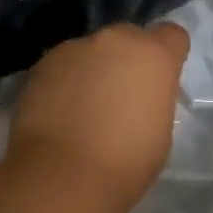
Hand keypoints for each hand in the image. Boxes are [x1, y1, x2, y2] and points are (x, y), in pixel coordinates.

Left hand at [7, 22, 189, 212]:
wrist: (62, 176)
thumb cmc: (125, 162)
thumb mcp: (161, 132)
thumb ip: (153, 100)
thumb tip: (138, 97)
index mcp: (152, 55)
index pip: (172, 36)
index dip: (168, 56)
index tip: (160, 81)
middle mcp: (113, 41)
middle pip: (127, 39)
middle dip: (127, 61)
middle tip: (121, 97)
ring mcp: (72, 49)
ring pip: (90, 53)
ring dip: (92, 71)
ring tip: (84, 110)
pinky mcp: (40, 66)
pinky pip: (62, 69)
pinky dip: (64, 84)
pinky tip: (60, 115)